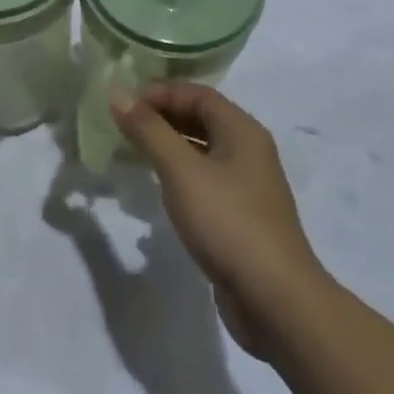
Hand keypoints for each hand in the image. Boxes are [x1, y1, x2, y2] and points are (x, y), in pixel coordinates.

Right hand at [110, 84, 325, 358]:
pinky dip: (179, 174)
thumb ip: (148, 130)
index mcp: (242, 131)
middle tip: (122, 125)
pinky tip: (158, 188)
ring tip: (132, 152)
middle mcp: (249, 151)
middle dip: (161, 116)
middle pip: (200, 118)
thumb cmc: (228, 222)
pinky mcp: (241, 216)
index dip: (159, 92)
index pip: (197, 93)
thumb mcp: (181, 171)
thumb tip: (117, 92)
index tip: (123, 104)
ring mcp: (247, 186)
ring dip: (168, 145)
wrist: (275, 301)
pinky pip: (204, 180)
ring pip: (202, 150)